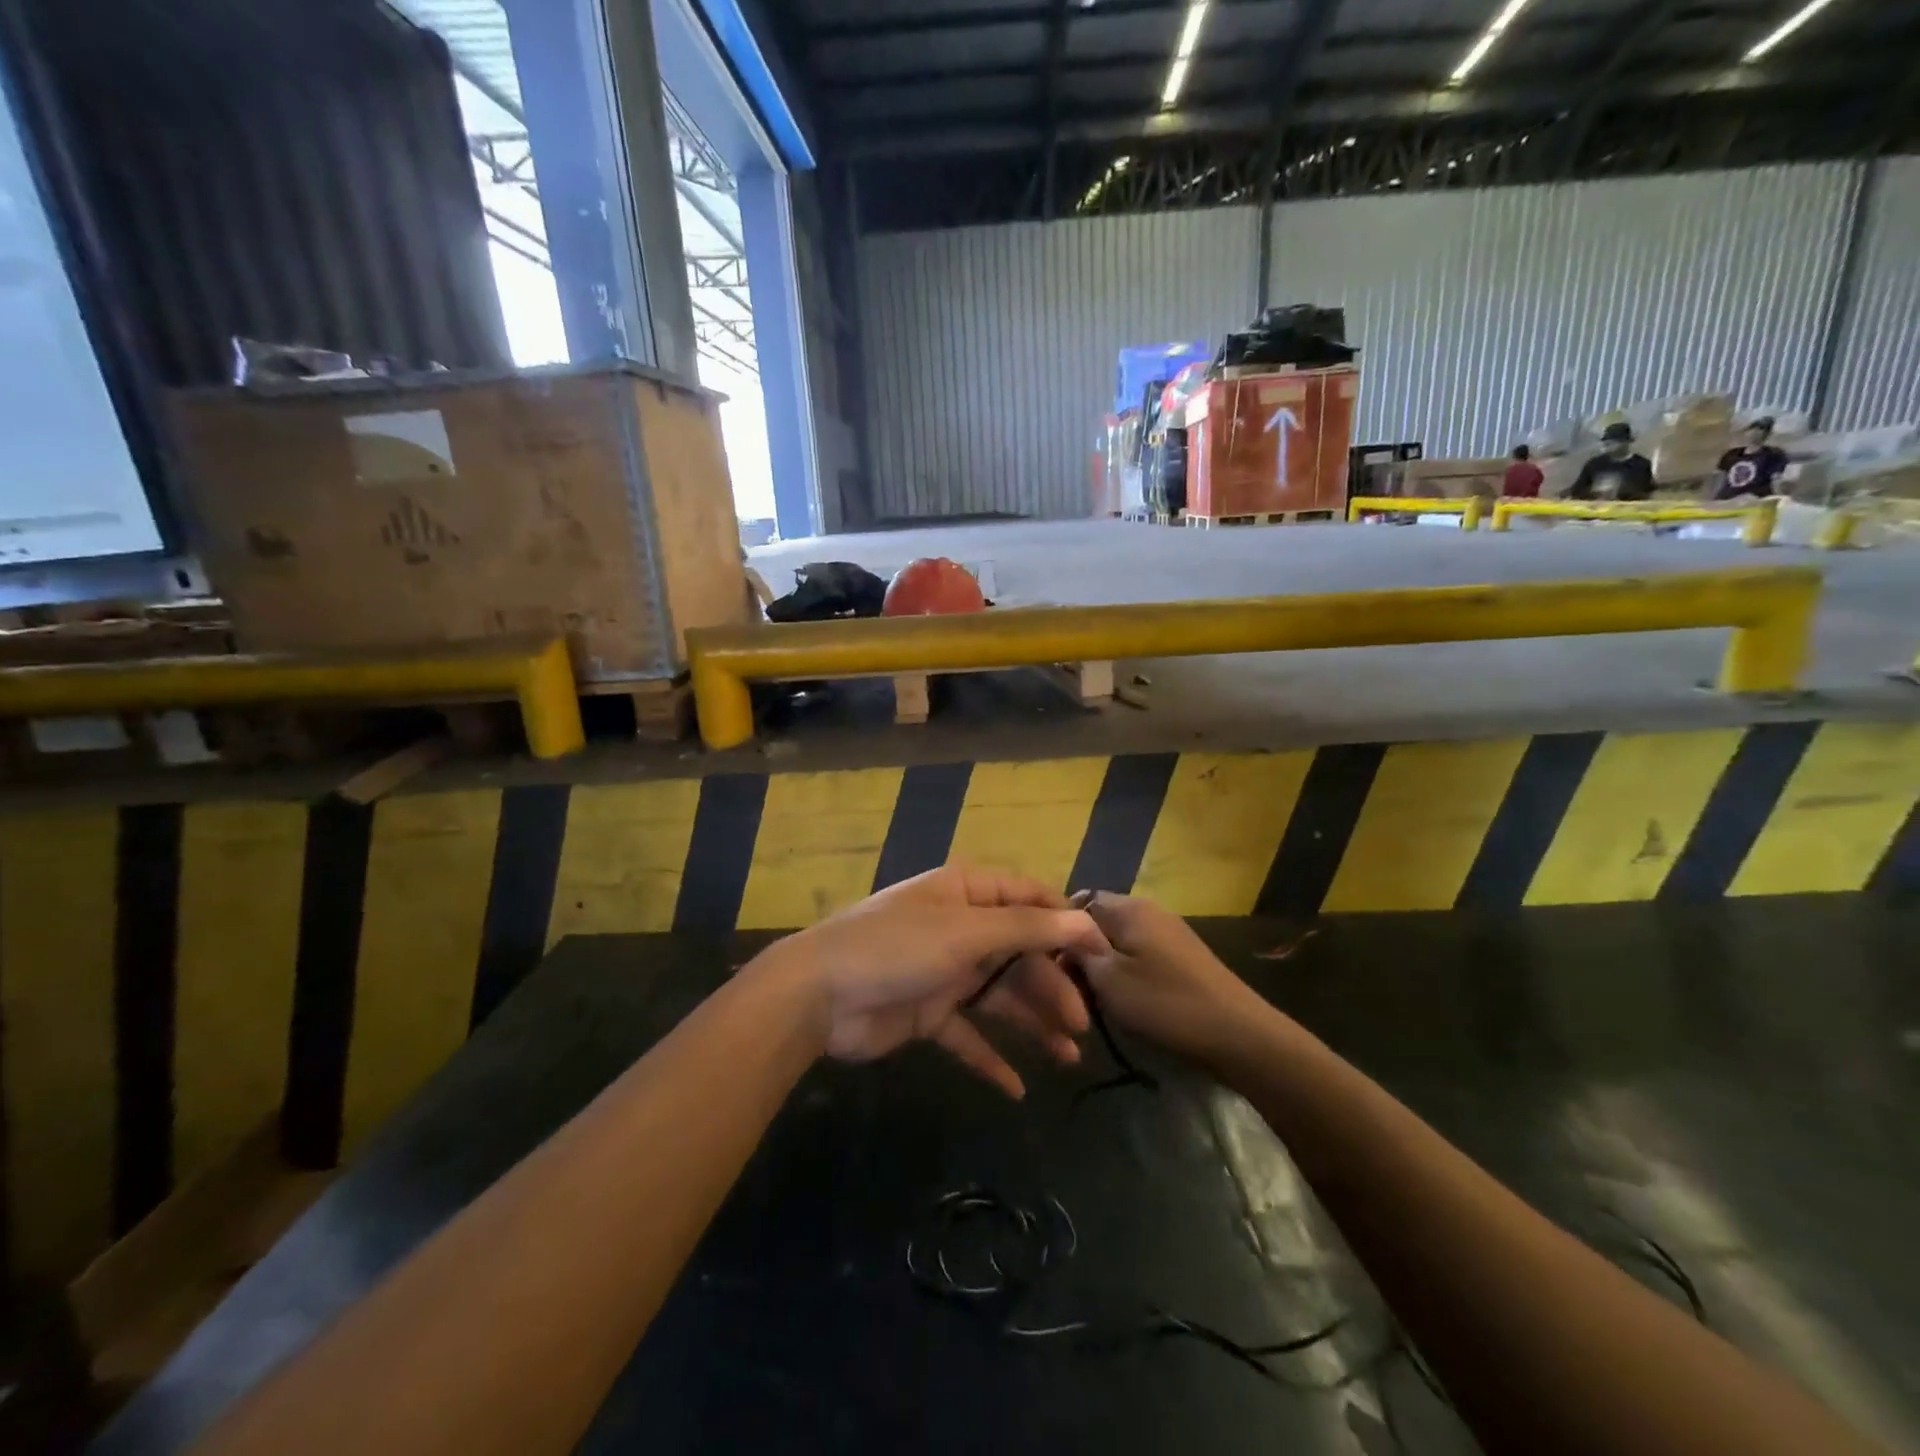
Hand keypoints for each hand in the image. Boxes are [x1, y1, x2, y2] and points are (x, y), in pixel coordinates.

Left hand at [756, 866, 1107, 1098]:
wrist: (819, 995)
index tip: (1104, 956)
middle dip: (1052, 986)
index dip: (1068, 923)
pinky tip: (1017, 1088)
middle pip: (1020, 953)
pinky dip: (991, 1058)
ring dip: (1032, 1023)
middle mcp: (960, 928)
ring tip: (1067, 1056)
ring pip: (1000, 996)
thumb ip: (1027, 928)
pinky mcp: (928, 1014)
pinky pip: (969, 1035)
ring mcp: (944, 972)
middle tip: (1081, 1023)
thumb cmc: (896, 947)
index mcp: (967, 893)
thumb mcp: (965, 931)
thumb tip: (1086, 920)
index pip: (1030, 899)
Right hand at [1073, 892, 1269, 1063]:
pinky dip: (1126, 973)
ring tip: (1095, 999)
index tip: (1050, 965)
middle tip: (1071, 988)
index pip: (1076, 902)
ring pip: (1117, 940)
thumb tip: (1061, 936)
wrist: (1238, 1034)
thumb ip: (1078, 952)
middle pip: (1097, 921)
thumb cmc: (1166, 1003)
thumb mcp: (1109, 980)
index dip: (1058, 931)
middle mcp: (1148, 909)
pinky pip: (1138, 954)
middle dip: (1081, 952)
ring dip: (1103, 966)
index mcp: (1128, 907)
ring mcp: (1167, 931)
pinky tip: (1125, 1001)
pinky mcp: (1181, 955)